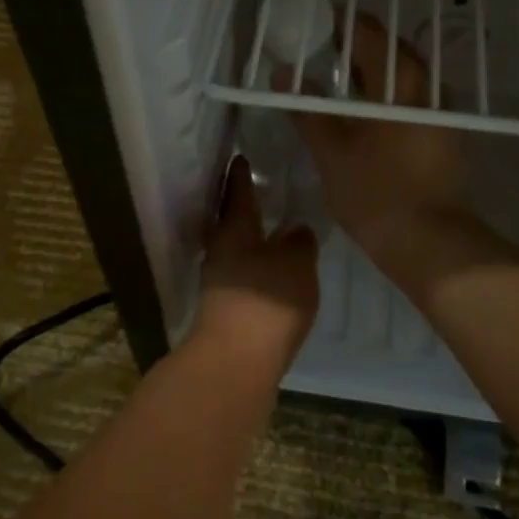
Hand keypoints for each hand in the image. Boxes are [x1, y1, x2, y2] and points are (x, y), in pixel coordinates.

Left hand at [193, 158, 318, 368]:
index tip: (241, 156)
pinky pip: (242, 274)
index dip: (240, 173)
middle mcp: (220, 250)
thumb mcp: (295, 263)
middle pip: (231, 220)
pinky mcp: (225, 309)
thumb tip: (296, 229)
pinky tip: (273, 271)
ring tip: (274, 230)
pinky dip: (255, 265)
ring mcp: (219, 282)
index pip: (237, 191)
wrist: (236, 362)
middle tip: (262, 189)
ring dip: (250, 237)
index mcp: (234, 229)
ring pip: (235, 248)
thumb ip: (299, 242)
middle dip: (243, 205)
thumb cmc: (266, 301)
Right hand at [285, 15, 468, 263]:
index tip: (319, 21)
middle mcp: (427, 88)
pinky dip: (390, 93)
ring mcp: (442, 112)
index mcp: (399, 83)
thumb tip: (281, 74)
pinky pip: (415, 98)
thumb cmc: (375, 192)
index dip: (343, 22)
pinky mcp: (446, 134)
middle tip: (326, 49)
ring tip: (343, 78)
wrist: (430, 242)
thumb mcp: (331, 151)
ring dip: (377, 69)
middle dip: (360, 44)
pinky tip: (370, 112)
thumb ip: (306, 109)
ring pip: (406, 76)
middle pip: (392, 50)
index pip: (370, 34)